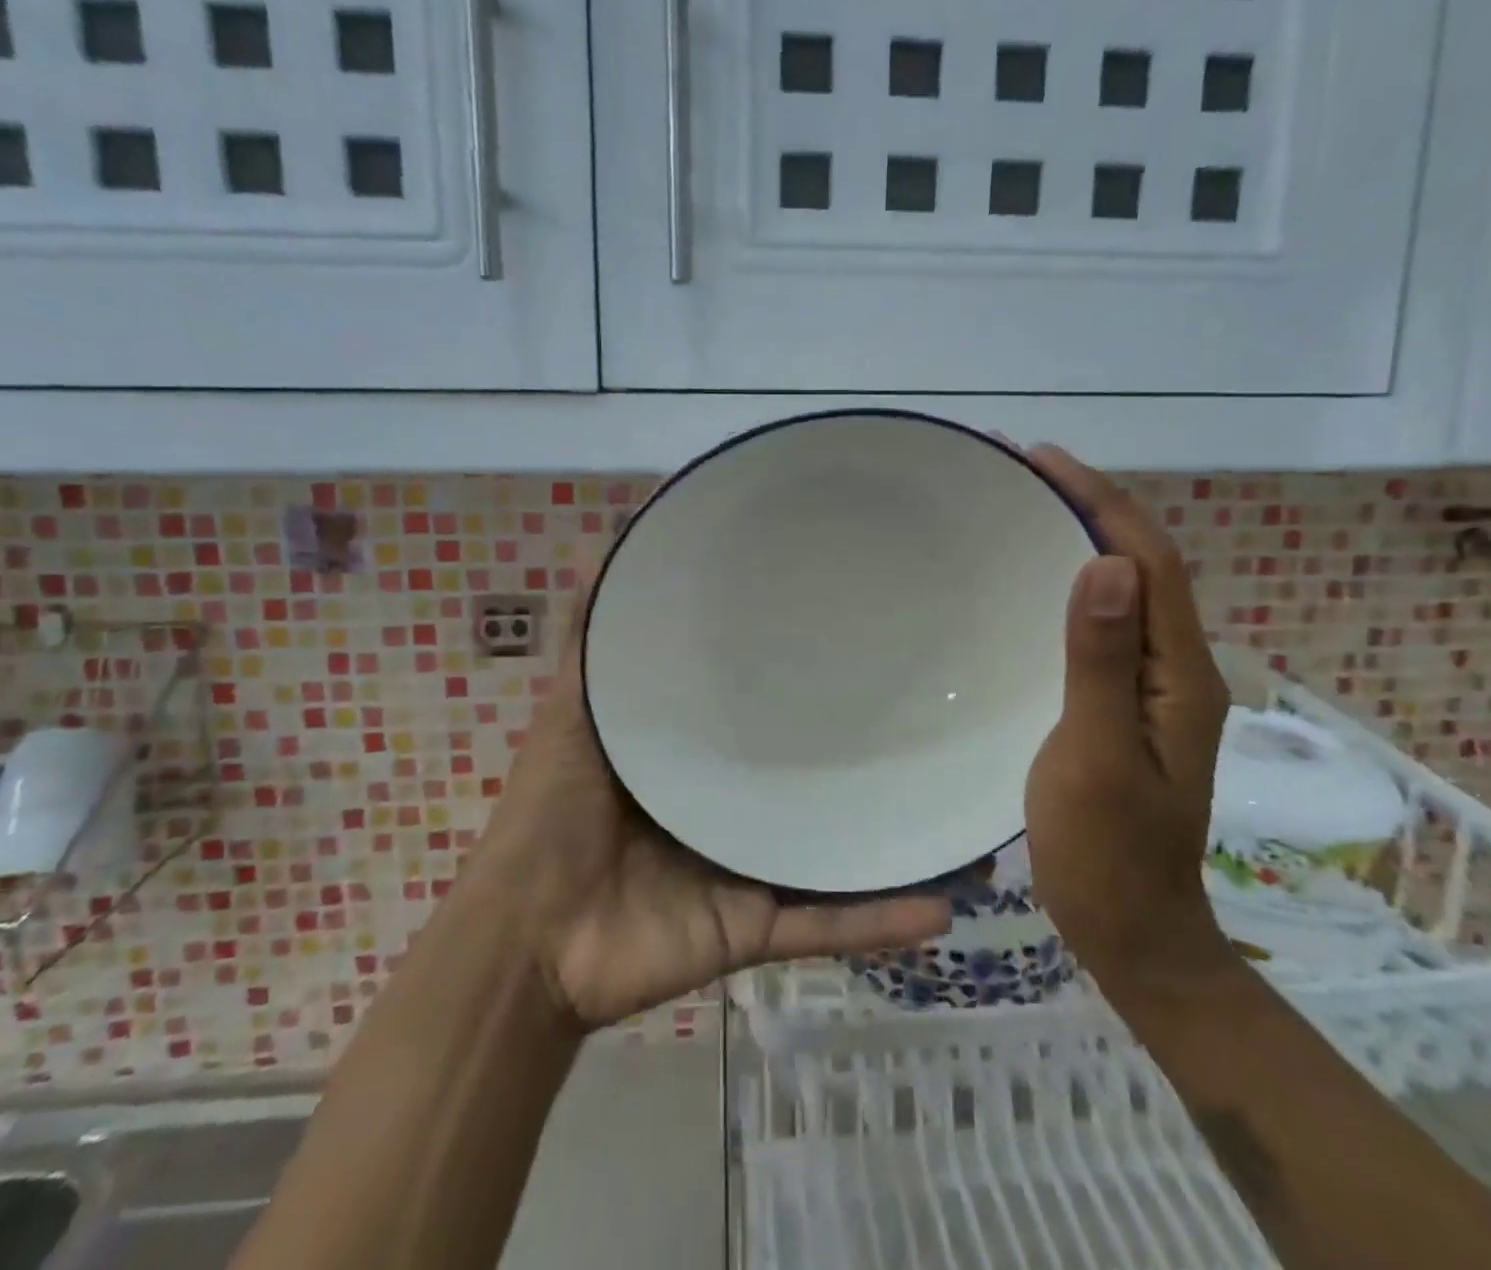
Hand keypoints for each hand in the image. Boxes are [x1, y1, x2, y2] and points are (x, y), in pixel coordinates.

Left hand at [471, 592, 951, 1031]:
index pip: (762, 709)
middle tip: (934, 718)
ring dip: (897, 840)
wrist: (527, 941)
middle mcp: (733, 806)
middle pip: (809, 777)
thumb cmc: (549, 815)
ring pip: (836, 849)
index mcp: (698, 756)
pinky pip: (829, 924)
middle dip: (866, 756)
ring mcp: (750, 868)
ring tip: (963, 815)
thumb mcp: (574, 713)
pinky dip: (881, 918)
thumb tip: (600, 548)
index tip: (856, 633)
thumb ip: (591, 643)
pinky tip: (946, 904)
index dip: (803, 673)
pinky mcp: (757, 926)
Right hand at [1022, 445, 1235, 991]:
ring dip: (1085, 536)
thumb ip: (1103, 664)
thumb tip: (1108, 564)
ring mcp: (1153, 687)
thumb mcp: (1097, 757)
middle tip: (1026, 470)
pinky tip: (1035, 580)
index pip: (1150, 562)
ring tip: (1027, 504)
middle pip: (1144, 565)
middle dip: (1093, 505)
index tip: (1043, 459)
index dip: (1102, 502)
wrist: (1133, 930)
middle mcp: (1178, 668)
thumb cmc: (1107, 853)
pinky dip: (1075, 583)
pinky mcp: (1125, 702)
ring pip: (1127, 590)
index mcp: (1180, 674)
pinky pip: (1106, 623)